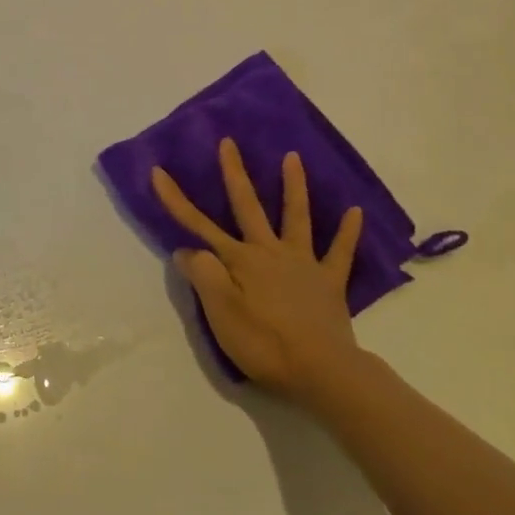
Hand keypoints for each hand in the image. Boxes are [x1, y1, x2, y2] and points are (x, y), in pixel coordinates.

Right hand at [151, 137, 364, 403]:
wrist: (322, 371)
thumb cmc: (264, 343)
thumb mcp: (220, 313)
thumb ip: (202, 275)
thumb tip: (185, 249)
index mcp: (239, 260)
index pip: (198, 225)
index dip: (175, 199)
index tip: (158, 171)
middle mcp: (269, 251)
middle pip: (248, 206)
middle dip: (234, 173)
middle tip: (228, 143)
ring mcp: (302, 263)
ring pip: (296, 217)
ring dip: (294, 186)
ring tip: (293, 157)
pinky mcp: (329, 282)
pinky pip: (340, 252)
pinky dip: (348, 231)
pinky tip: (356, 211)